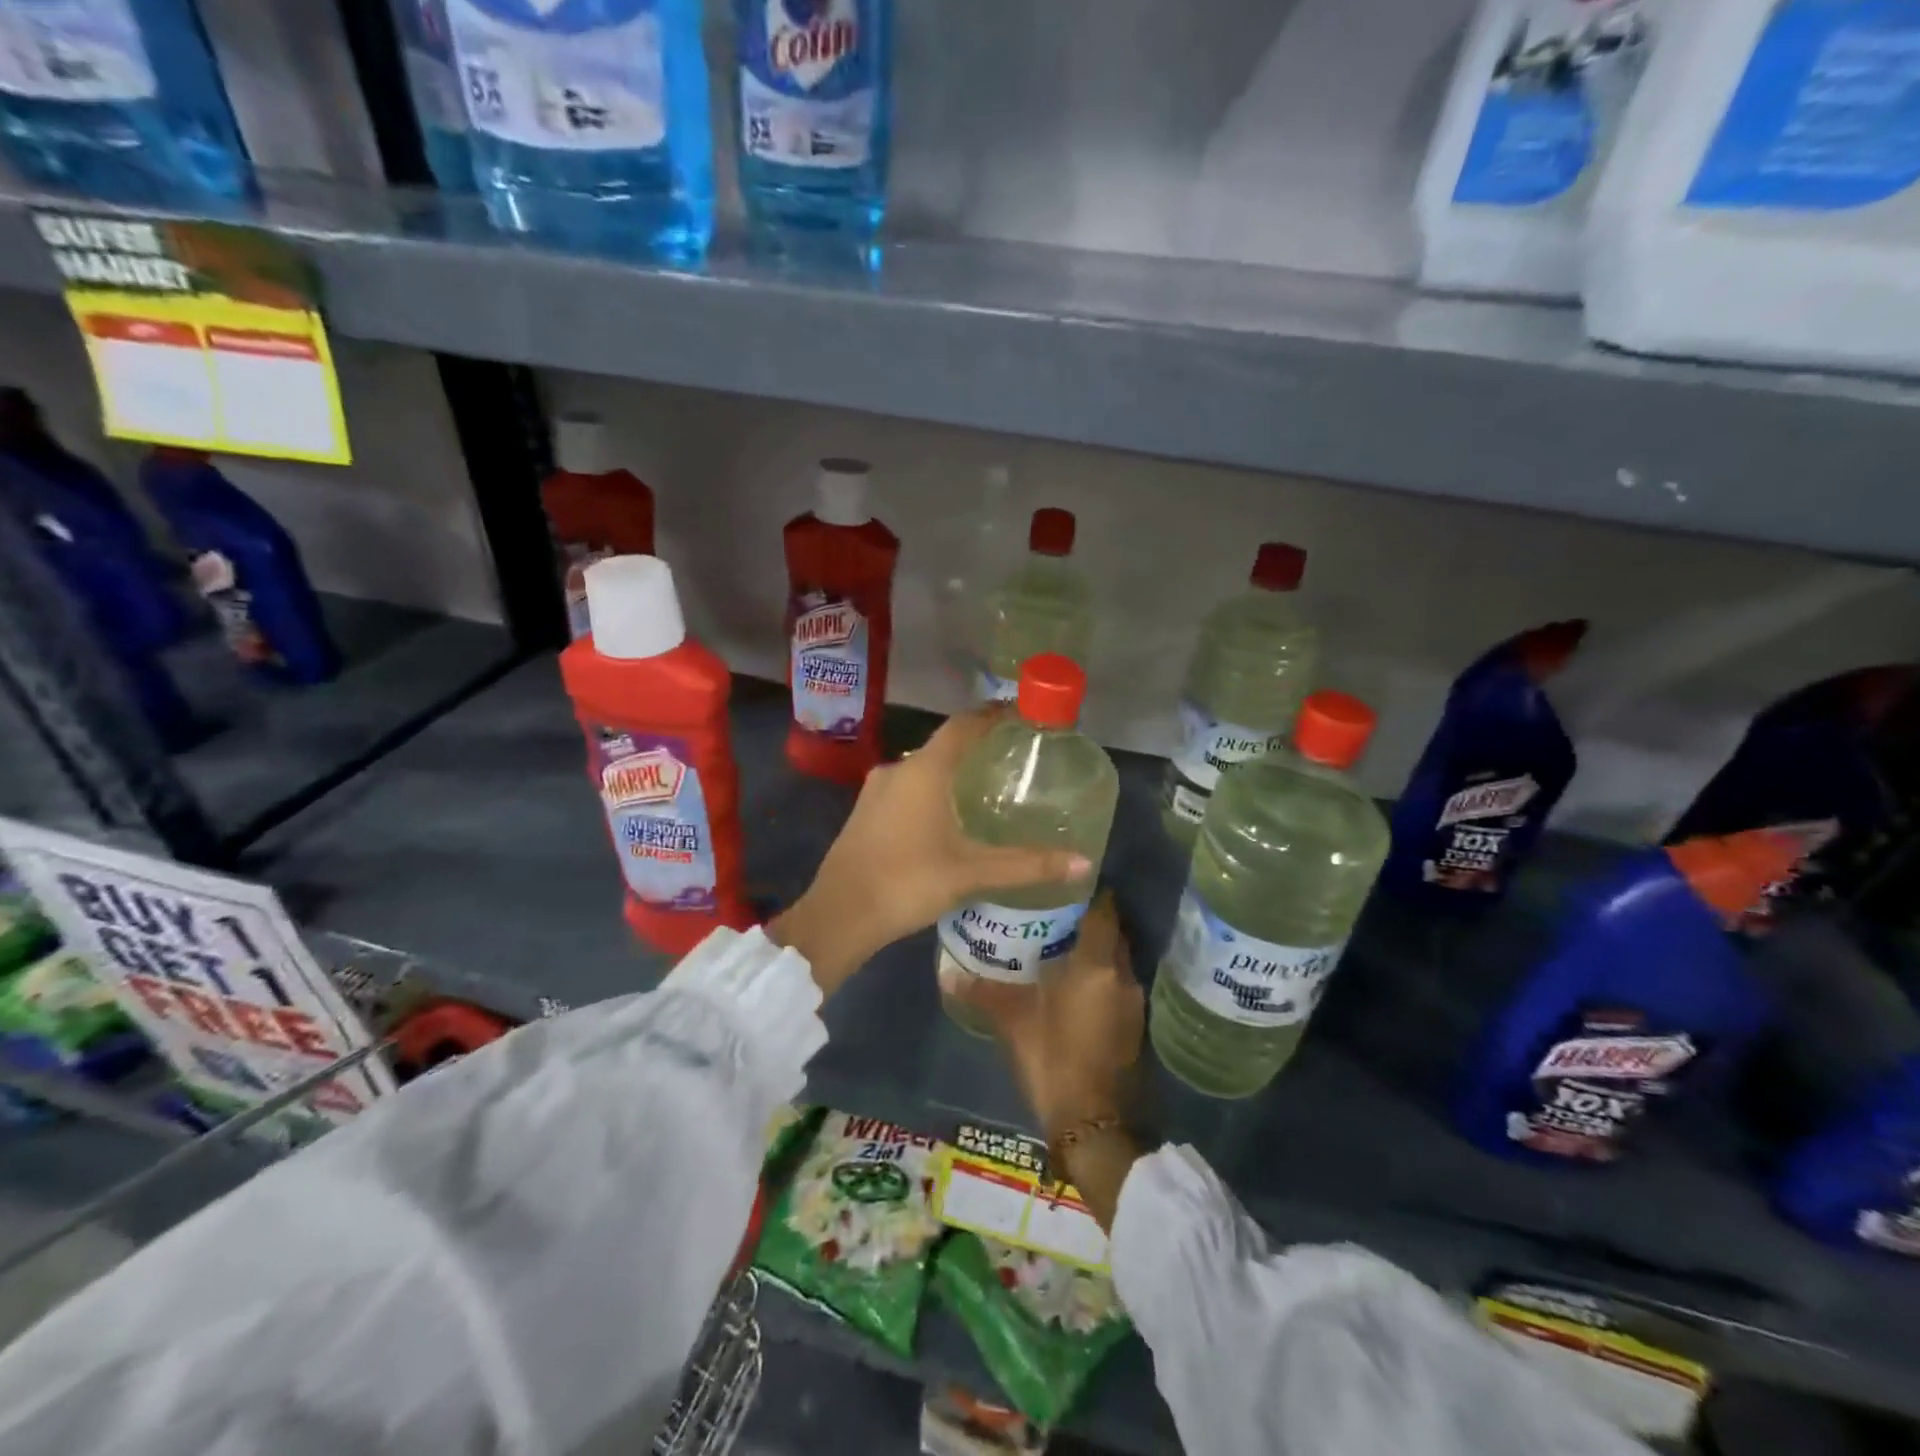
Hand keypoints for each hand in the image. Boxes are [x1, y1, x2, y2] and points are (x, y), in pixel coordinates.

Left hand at [770, 707, 1091, 995]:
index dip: (993, 716)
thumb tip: (1082, 863)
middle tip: (1012, 759)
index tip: (1021, 716)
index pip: (963, 725)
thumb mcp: (971, 873)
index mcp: (924, 771)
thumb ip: (1027, 865)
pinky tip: (947, 818)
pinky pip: (906, 788)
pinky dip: (931, 790)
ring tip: (985, 788)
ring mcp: (875, 791)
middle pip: (943, 745)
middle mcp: (897, 770)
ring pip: (922, 769)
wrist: (838, 915)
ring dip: (952, 771)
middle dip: (976, 747)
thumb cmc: (907, 882)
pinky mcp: (865, 812)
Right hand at [967, 892, 1143, 1137]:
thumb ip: (983, 991)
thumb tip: (947, 973)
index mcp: (1096, 964)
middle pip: (1113, 932)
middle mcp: (1122, 975)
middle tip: (1055, 911)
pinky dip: (1101, 974)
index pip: (1104, 910)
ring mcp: (1133, 1001)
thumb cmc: (1052, 1059)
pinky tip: (1074, 982)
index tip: (1065, 883)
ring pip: (1117, 959)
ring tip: (1060, 942)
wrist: (1091, 1122)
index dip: (1089, 892)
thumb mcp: (1013, 1021)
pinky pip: (1118, 982)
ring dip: (1096, 949)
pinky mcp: (1134, 1024)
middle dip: (1090, 919)